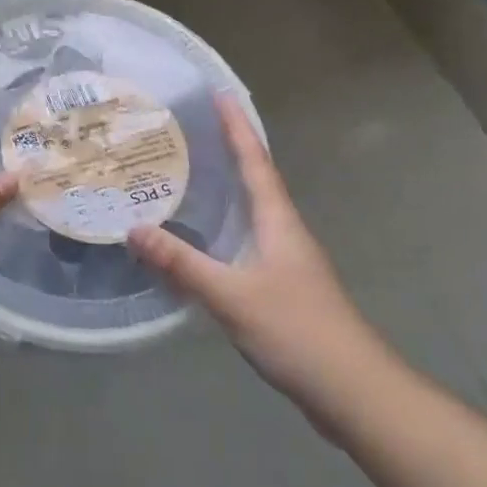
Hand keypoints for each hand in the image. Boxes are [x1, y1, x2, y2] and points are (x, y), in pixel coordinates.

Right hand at [130, 96, 393, 427]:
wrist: (354, 392)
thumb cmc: (297, 331)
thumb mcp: (231, 295)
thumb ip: (182, 263)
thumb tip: (133, 229)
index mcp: (278, 221)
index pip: (255, 161)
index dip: (237, 127)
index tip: (220, 93)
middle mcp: (284, 232)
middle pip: (255, 179)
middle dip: (229, 150)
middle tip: (191, 128)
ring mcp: (286, 261)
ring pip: (251, 211)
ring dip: (226, 188)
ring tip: (189, 173)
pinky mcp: (281, 287)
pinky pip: (246, 241)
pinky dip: (223, 226)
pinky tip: (200, 239)